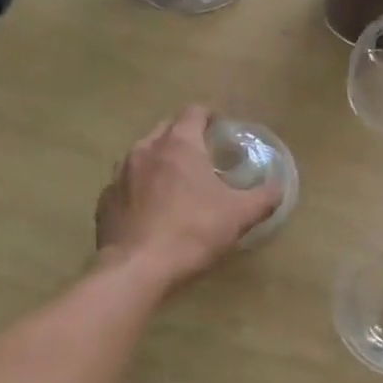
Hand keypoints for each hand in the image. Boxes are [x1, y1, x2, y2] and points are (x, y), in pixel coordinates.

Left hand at [96, 107, 281, 288]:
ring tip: (176, 182)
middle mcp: (145, 150)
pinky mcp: (104, 201)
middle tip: (203, 156)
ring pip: (142, 155)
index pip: (193, 112)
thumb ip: (263, 197)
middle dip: (184, 136)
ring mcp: (119, 175)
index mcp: (179, 145)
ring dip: (160, 161)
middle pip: (166, 129)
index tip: (221, 130)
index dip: (209, 117)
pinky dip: (140, 188)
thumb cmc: (193, 232)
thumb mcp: (240, 215)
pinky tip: (151, 210)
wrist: (136, 269)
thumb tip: (278, 188)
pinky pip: (125, 184)